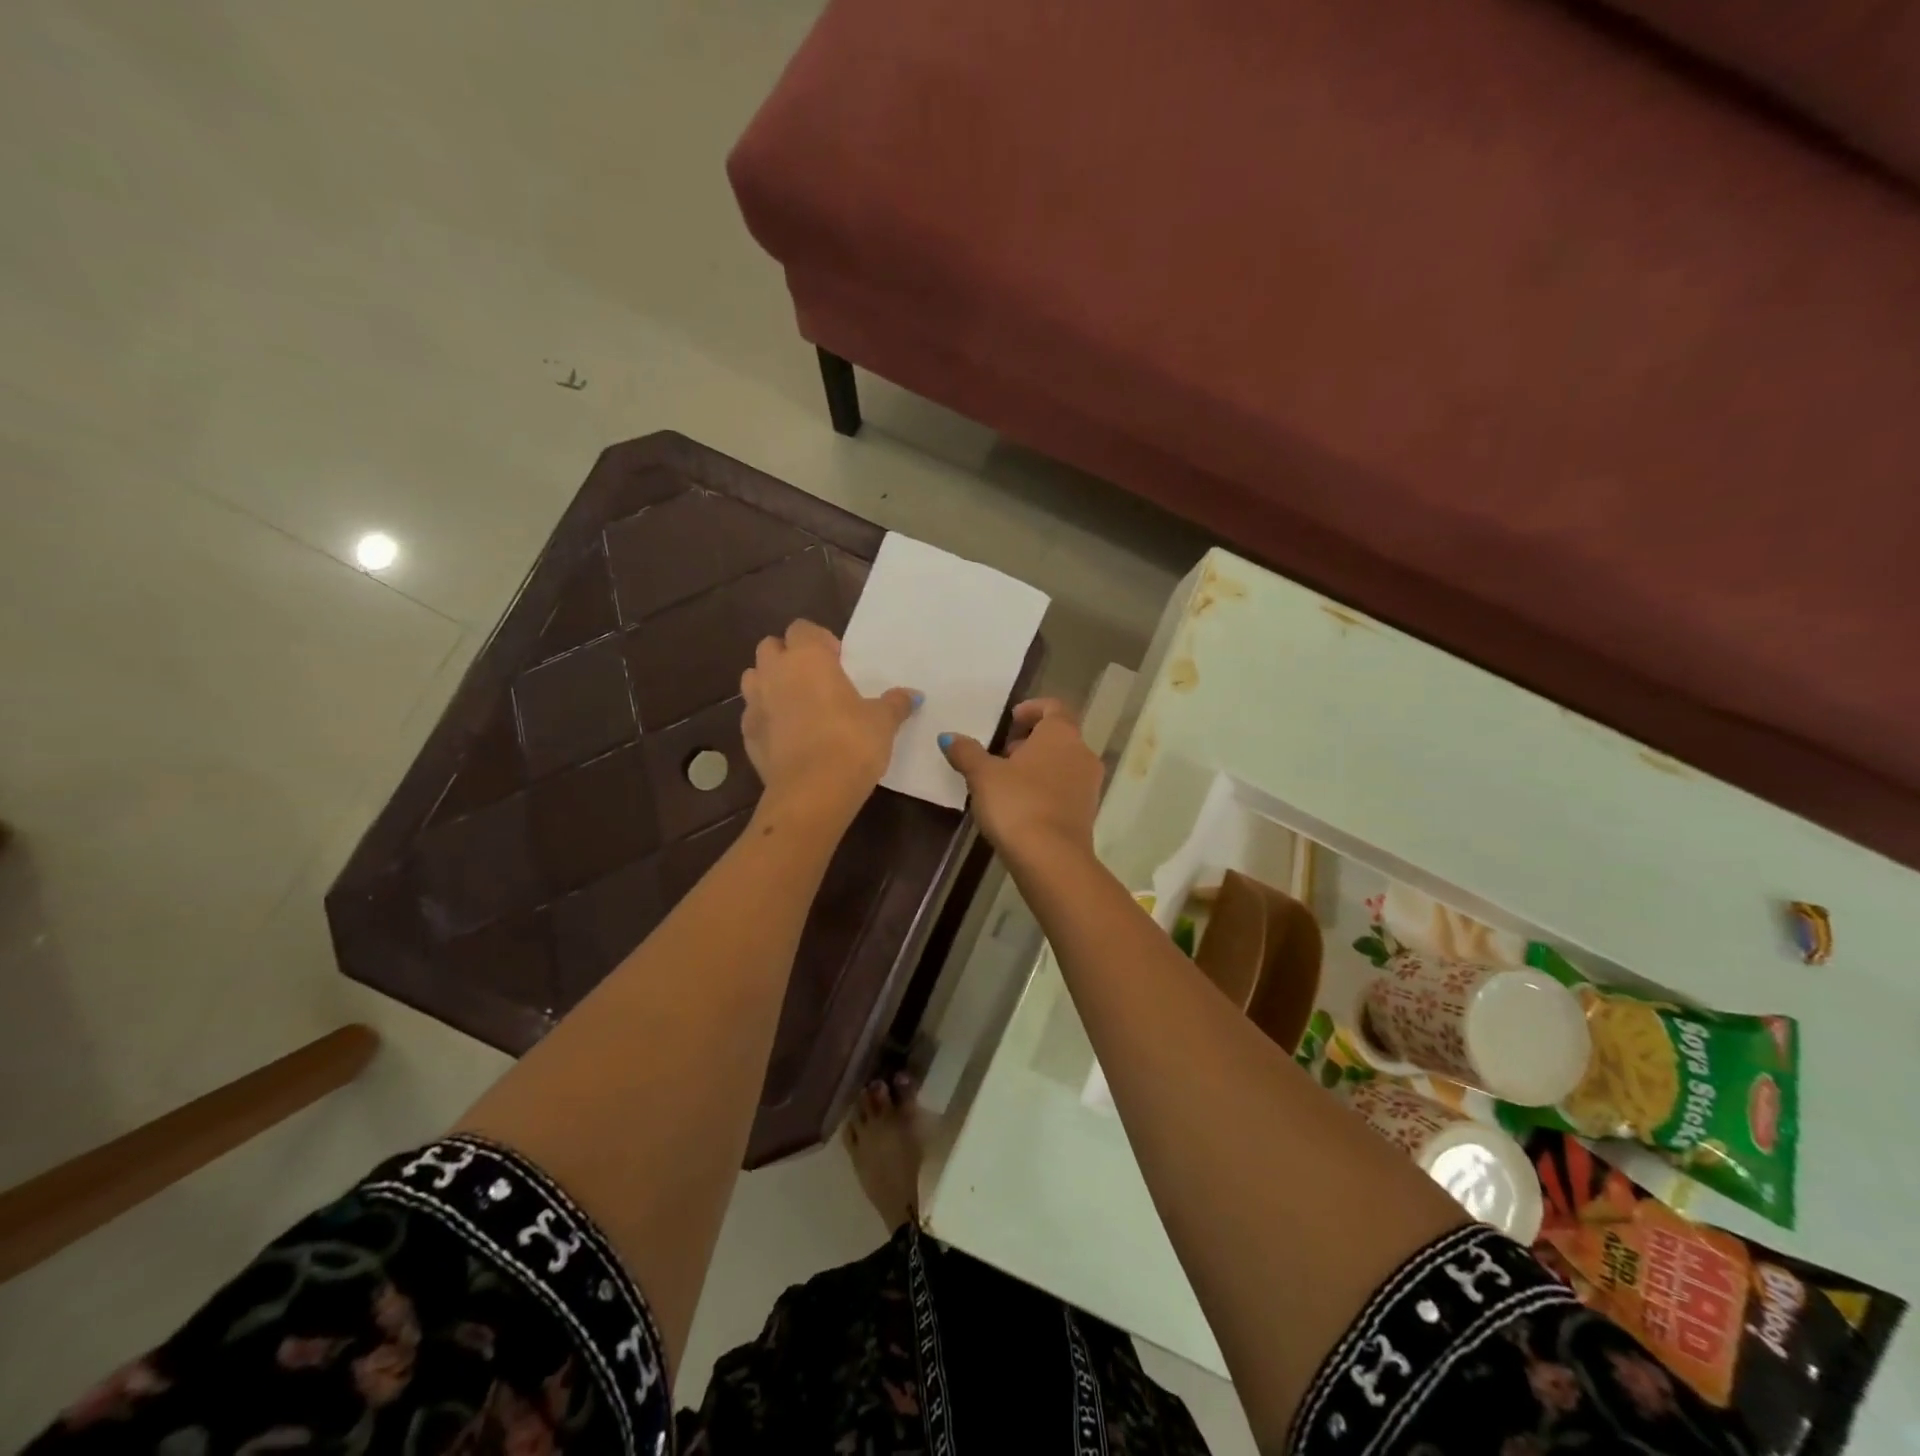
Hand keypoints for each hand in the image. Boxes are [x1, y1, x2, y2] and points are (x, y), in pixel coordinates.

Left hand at [740, 620, 917, 821]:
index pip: (802, 628)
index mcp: (807, 658)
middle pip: (771, 647)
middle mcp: (775, 673)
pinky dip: (767, 718)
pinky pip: (753, 715)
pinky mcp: (747, 736)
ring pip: (754, 678)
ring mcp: (755, 704)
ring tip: (798, 704)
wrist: (812, 792)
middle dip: (789, 657)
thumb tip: (913, 695)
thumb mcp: (883, 722)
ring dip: (771, 683)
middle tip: (817, 680)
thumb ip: (895, 703)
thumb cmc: (851, 743)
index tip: (839, 662)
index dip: (819, 640)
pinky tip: (788, 736)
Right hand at [938, 699, 1103, 862]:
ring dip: (1039, 766)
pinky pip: (1066, 789)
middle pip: (1059, 736)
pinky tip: (1022, 806)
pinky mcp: (1088, 813)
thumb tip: (949, 737)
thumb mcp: (982, 775)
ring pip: (1063, 763)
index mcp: (1061, 734)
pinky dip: (1047, 789)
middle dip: (1031, 741)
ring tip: (1008, 782)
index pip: (1053, 707)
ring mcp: (1090, 784)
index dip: (1032, 709)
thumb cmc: (1017, 803)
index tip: (1010, 720)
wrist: (1051, 858)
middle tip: (1002, 753)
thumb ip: (966, 752)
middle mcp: (1082, 753)